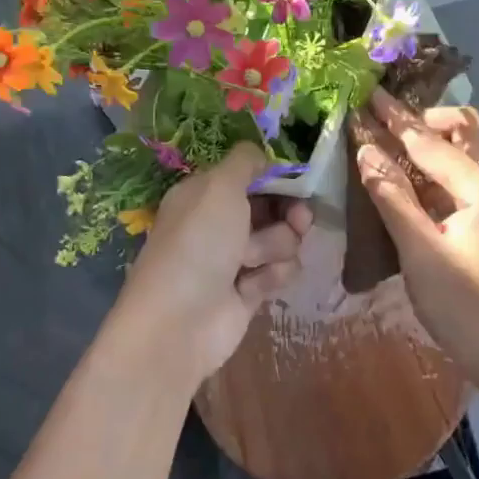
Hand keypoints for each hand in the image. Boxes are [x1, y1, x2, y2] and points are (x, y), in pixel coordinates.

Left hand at [119, 143, 312, 381]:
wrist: (179, 323)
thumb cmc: (197, 244)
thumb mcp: (219, 187)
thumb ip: (245, 161)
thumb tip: (262, 154)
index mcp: (206, 193)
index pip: (252, 175)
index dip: (277, 177)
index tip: (298, 180)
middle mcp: (221, 222)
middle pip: (274, 207)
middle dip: (289, 213)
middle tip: (299, 219)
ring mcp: (236, 258)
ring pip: (283, 239)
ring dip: (276, 247)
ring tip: (253, 261)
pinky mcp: (250, 290)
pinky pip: (280, 271)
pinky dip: (272, 276)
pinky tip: (253, 287)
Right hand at [352, 92, 478, 358]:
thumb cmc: (467, 309)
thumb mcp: (420, 254)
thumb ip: (393, 198)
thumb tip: (367, 151)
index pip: (433, 142)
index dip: (398, 119)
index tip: (370, 94)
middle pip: (468, 129)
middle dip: (428, 120)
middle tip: (389, 125)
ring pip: (477, 149)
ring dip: (441, 140)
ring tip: (401, 148)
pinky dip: (451, 165)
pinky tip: (425, 184)